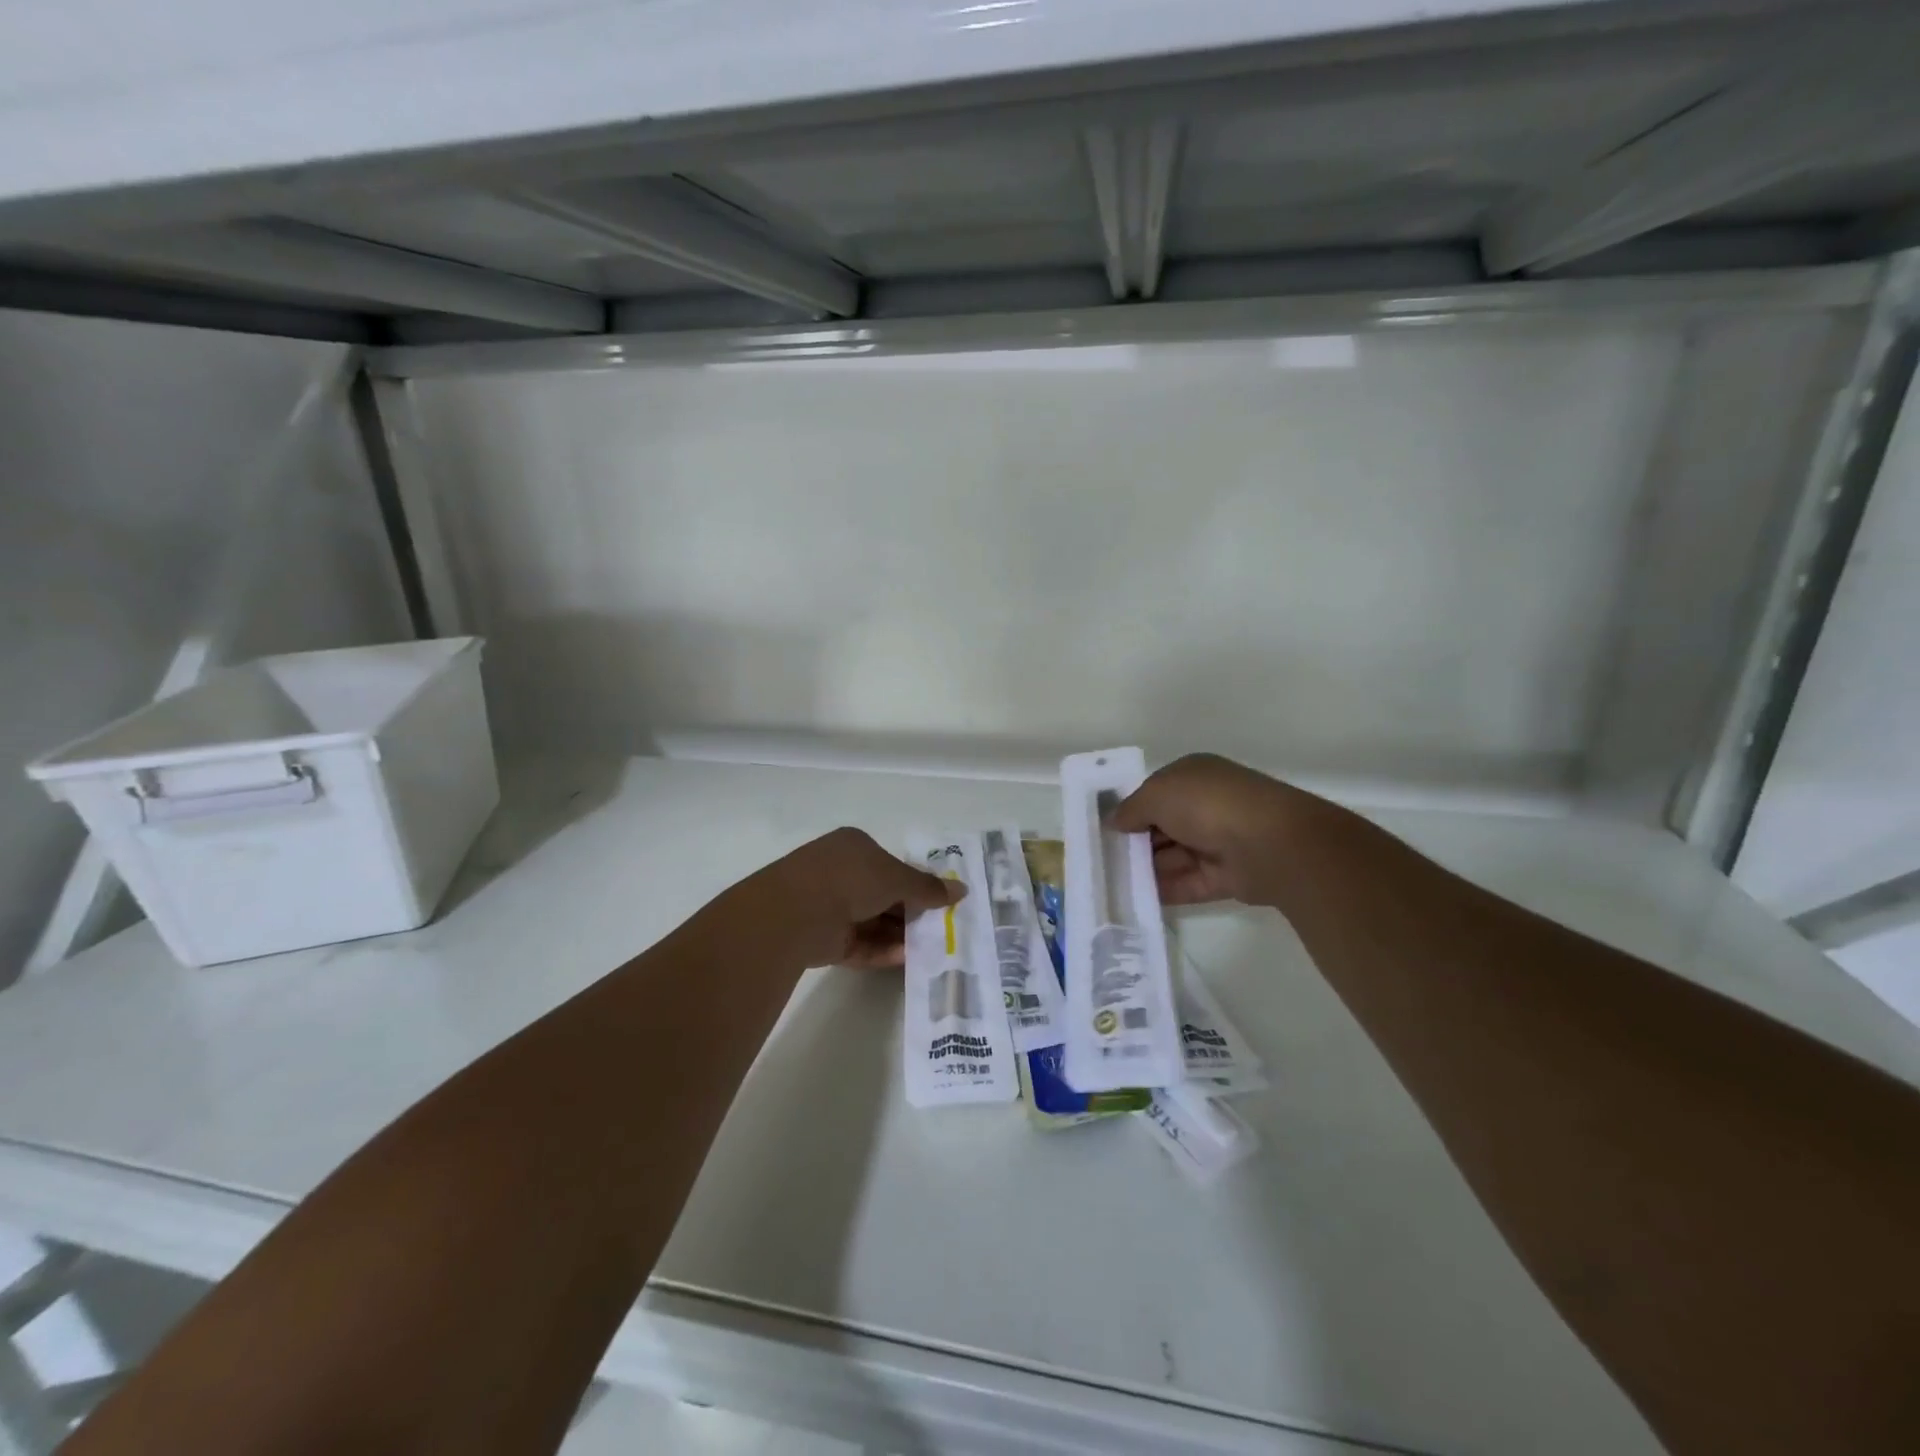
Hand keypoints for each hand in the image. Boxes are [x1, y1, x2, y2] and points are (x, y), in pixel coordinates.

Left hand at [766, 827, 962, 968]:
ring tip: (929, 949)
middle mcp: (839, 873)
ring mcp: (828, 906)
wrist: (795, 912)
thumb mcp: (897, 878)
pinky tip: (905, 959)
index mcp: (854, 847)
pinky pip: (859, 944)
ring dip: (898, 935)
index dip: (915, 882)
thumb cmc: (850, 879)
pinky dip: (881, 951)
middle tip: (939, 929)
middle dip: (909, 913)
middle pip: (883, 895)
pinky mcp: (822, 938)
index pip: (890, 864)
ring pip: (872, 922)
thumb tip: (961, 890)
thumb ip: (928, 887)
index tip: (938, 902)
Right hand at [1108, 754, 1318, 905]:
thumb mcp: (1156, 795)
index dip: (1131, 810)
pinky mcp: (1225, 876)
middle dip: (1135, 843)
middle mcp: (1206, 806)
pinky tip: (1134, 899)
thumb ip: (1131, 809)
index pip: (1155, 793)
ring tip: (1111, 884)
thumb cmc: (1207, 804)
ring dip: (1145, 869)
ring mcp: (1218, 842)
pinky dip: (1164, 890)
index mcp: (1193, 777)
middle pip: (1162, 827)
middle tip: (1102, 861)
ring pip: (1173, 857)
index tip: (1104, 831)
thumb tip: (1114, 822)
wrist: (1269, 843)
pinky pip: (1187, 883)